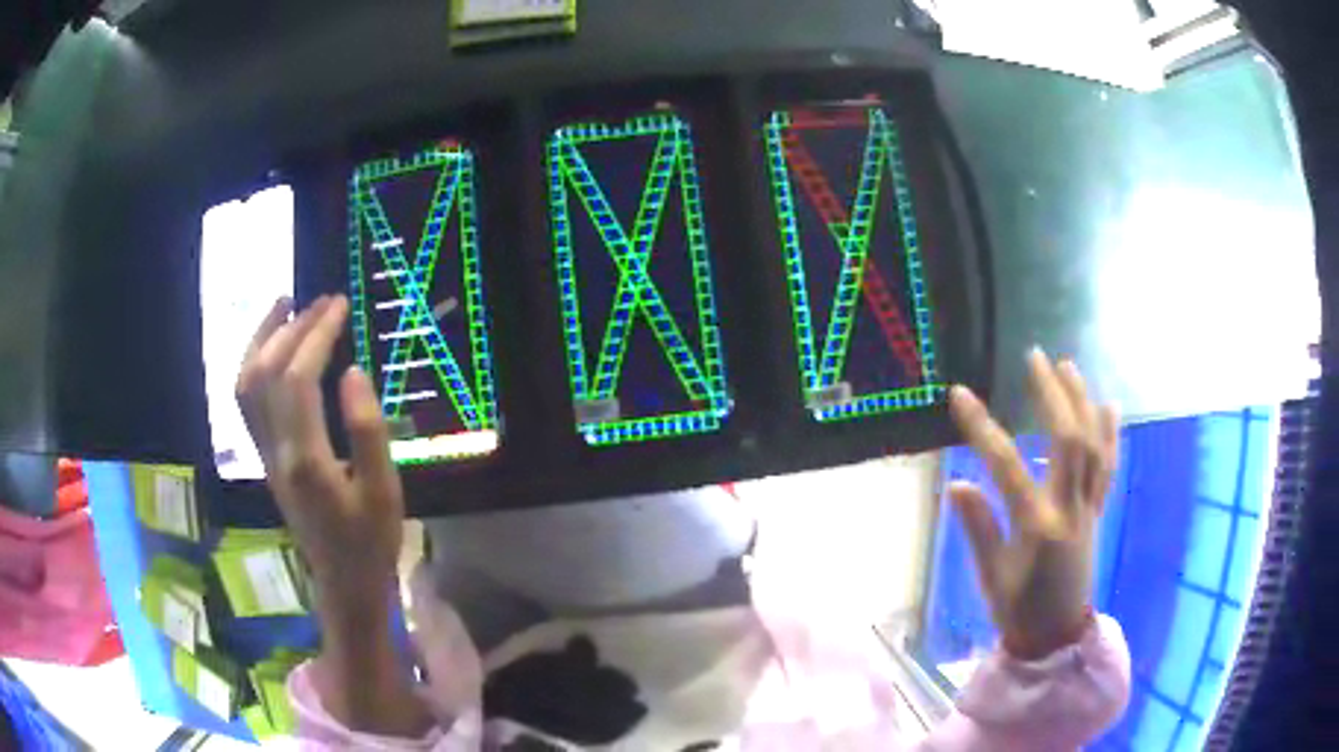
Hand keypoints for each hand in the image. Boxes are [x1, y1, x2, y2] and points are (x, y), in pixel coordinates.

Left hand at [235, 294, 404, 611]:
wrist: (343, 582)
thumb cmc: (371, 541)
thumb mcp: (384, 491)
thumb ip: (368, 430)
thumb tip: (351, 372)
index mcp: (305, 458)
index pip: (299, 378)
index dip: (317, 334)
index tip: (340, 304)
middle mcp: (275, 450)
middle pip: (268, 372)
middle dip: (293, 327)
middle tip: (324, 301)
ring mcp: (264, 454)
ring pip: (246, 384)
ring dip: (262, 339)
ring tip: (285, 306)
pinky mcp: (264, 459)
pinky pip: (246, 401)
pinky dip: (253, 364)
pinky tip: (271, 349)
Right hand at [948, 349, 1118, 658]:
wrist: (1056, 636)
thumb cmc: (1018, 610)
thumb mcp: (991, 576)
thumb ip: (978, 527)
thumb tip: (957, 483)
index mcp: (1037, 526)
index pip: (1006, 466)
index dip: (982, 427)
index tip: (960, 394)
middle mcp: (1069, 508)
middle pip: (1068, 440)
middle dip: (1053, 394)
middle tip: (1035, 357)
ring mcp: (1088, 507)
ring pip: (1094, 446)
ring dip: (1082, 402)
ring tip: (1069, 366)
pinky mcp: (1096, 511)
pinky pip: (1108, 466)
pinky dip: (1110, 432)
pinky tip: (1108, 405)